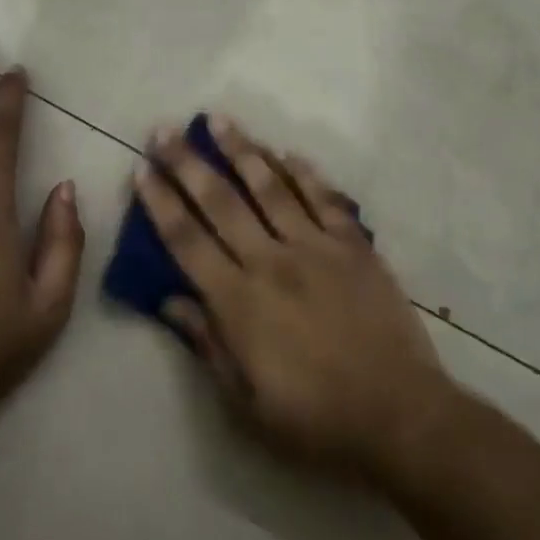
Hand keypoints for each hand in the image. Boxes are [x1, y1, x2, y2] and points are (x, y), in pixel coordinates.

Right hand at [134, 115, 449, 478]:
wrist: (398, 415)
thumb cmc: (315, 419)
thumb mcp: (246, 403)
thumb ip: (208, 343)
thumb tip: (170, 300)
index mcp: (240, 301)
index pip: (187, 241)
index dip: (160, 203)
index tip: (141, 170)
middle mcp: (272, 261)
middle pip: (221, 202)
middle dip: (187, 163)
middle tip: (164, 129)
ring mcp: (317, 247)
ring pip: (271, 187)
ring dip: (242, 150)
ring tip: (218, 120)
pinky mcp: (354, 246)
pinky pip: (325, 199)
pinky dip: (304, 172)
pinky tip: (286, 152)